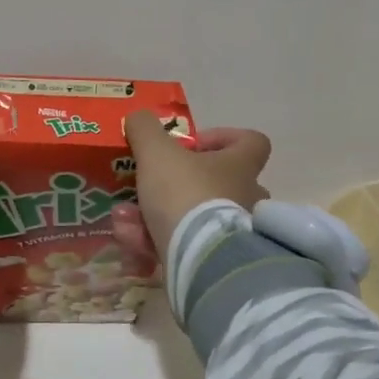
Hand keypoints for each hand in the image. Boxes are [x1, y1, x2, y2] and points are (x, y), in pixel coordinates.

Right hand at [111, 111, 270, 262]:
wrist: (199, 259)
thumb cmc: (185, 194)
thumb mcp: (156, 153)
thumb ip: (145, 130)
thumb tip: (138, 117)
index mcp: (239, 166)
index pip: (251, 142)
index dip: (223, 138)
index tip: (192, 145)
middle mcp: (247, 198)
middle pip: (219, 183)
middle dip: (180, 186)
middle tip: (151, 187)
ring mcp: (237, 233)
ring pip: (196, 218)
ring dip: (158, 216)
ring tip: (127, 221)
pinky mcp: (221, 261)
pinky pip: (188, 245)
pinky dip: (159, 242)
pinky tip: (134, 244)